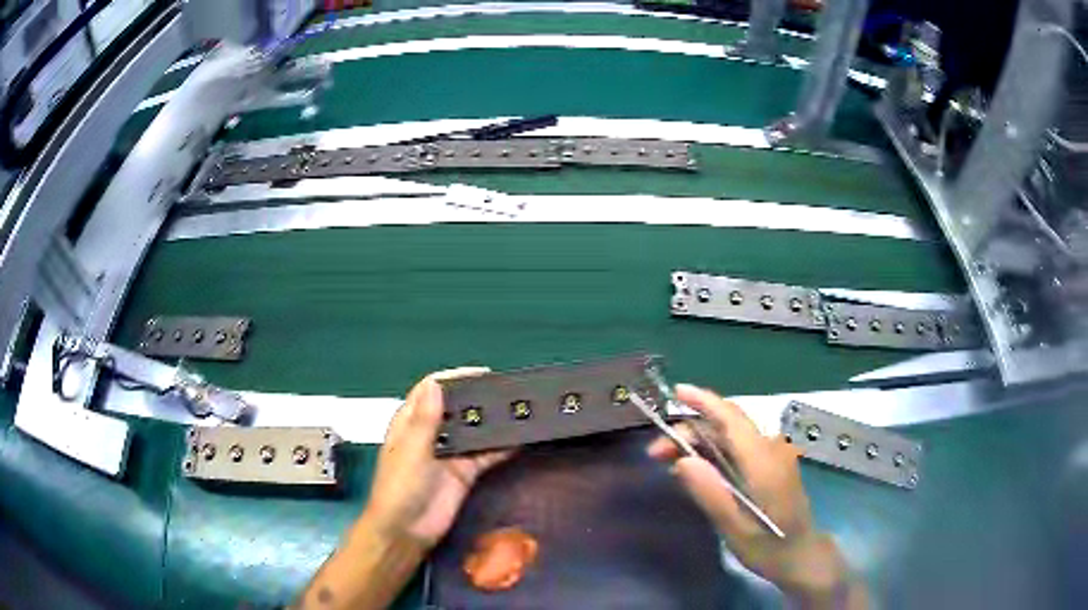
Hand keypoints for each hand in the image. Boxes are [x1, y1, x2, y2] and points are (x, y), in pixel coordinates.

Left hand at [364, 368, 511, 548]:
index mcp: (410, 422)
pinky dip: (502, 446)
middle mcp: (432, 433)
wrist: (406, 532)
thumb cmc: (400, 488)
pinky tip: (521, 438)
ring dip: (492, 421)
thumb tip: (436, 383)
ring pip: (474, 430)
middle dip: (478, 398)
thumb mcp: (411, 452)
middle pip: (457, 408)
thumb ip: (425, 420)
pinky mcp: (466, 473)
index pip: (432, 390)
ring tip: (520, 408)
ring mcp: (451, 453)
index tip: (483, 373)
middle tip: (509, 389)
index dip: (454, 378)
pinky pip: (486, 454)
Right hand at [648, 384, 864, 607]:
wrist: (801, 555)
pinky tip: (694, 469)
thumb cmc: (769, 547)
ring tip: (667, 460)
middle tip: (655, 453)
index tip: (676, 391)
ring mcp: (772, 456)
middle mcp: (770, 450)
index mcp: (764, 462)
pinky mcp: (770, 465)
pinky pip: (737, 448)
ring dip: (698, 441)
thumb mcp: (735, 530)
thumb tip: (682, 461)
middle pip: (727, 425)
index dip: (705, 402)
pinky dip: (712, 451)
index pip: (732, 420)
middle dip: (690, 430)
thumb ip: (711, 494)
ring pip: (730, 436)